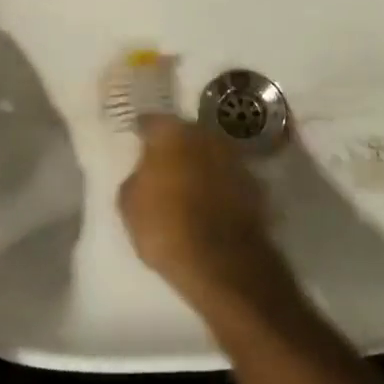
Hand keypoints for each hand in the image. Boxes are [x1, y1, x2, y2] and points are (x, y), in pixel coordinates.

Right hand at [118, 115, 293, 307]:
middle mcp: (206, 135)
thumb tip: (145, 173)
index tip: (137, 141)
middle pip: (185, 134)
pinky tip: (209, 203)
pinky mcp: (254, 183)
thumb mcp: (129, 206)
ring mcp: (234, 157)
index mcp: (172, 133)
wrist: (222, 262)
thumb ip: (136, 178)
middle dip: (175, 146)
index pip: (152, 122)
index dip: (143, 132)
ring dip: (199, 164)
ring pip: (209, 154)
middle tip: (162, 165)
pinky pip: (227, 177)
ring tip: (187, 186)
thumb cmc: (166, 228)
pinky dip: (218, 185)